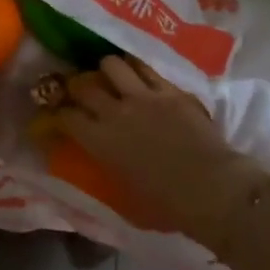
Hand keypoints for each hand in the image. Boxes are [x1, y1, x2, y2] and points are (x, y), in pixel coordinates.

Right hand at [55, 56, 264, 247]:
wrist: (212, 188)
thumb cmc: (167, 205)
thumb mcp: (124, 195)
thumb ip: (106, 167)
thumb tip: (100, 156)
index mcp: (100, 142)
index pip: (66, 116)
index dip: (57, 113)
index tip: (57, 114)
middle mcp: (115, 112)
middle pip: (83, 84)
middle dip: (76, 85)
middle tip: (80, 90)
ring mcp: (143, 96)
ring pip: (112, 64)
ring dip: (107, 70)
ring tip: (111, 76)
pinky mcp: (169, 89)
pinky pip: (145, 66)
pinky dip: (136, 67)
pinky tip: (137, 71)